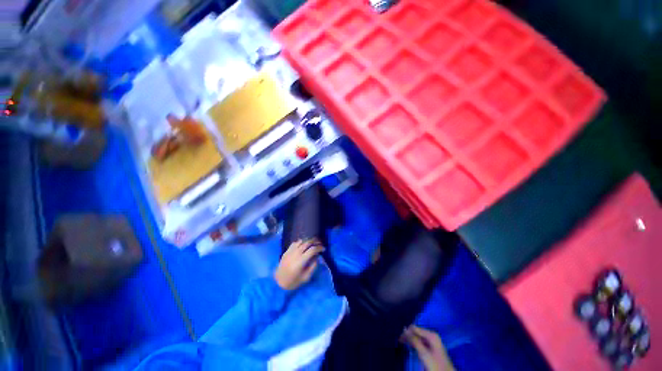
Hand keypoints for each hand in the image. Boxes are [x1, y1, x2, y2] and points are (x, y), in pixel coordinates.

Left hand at [274, 240, 324, 290]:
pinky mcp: (286, 251)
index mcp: (301, 260)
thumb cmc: (293, 282)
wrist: (278, 282)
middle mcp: (296, 253)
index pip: (312, 249)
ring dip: (308, 240)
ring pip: (301, 241)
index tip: (323, 249)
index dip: (319, 248)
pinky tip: (303, 244)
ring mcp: (290, 251)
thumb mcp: (306, 277)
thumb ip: (313, 267)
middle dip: (315, 241)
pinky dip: (300, 242)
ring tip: (313, 242)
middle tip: (320, 243)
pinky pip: (295, 243)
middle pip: (307, 243)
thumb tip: (317, 257)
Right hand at [403, 326, 453, 370]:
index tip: (399, 338)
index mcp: (431, 335)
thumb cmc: (435, 364)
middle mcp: (432, 335)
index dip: (406, 332)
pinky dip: (415, 343)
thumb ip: (414, 340)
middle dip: (408, 335)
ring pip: (418, 337)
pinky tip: (411, 347)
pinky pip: (421, 342)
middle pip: (417, 332)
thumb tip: (405, 329)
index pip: (415, 328)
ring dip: (411, 339)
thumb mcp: (424, 353)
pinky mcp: (432, 347)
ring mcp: (432, 341)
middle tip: (400, 341)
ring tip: (404, 343)